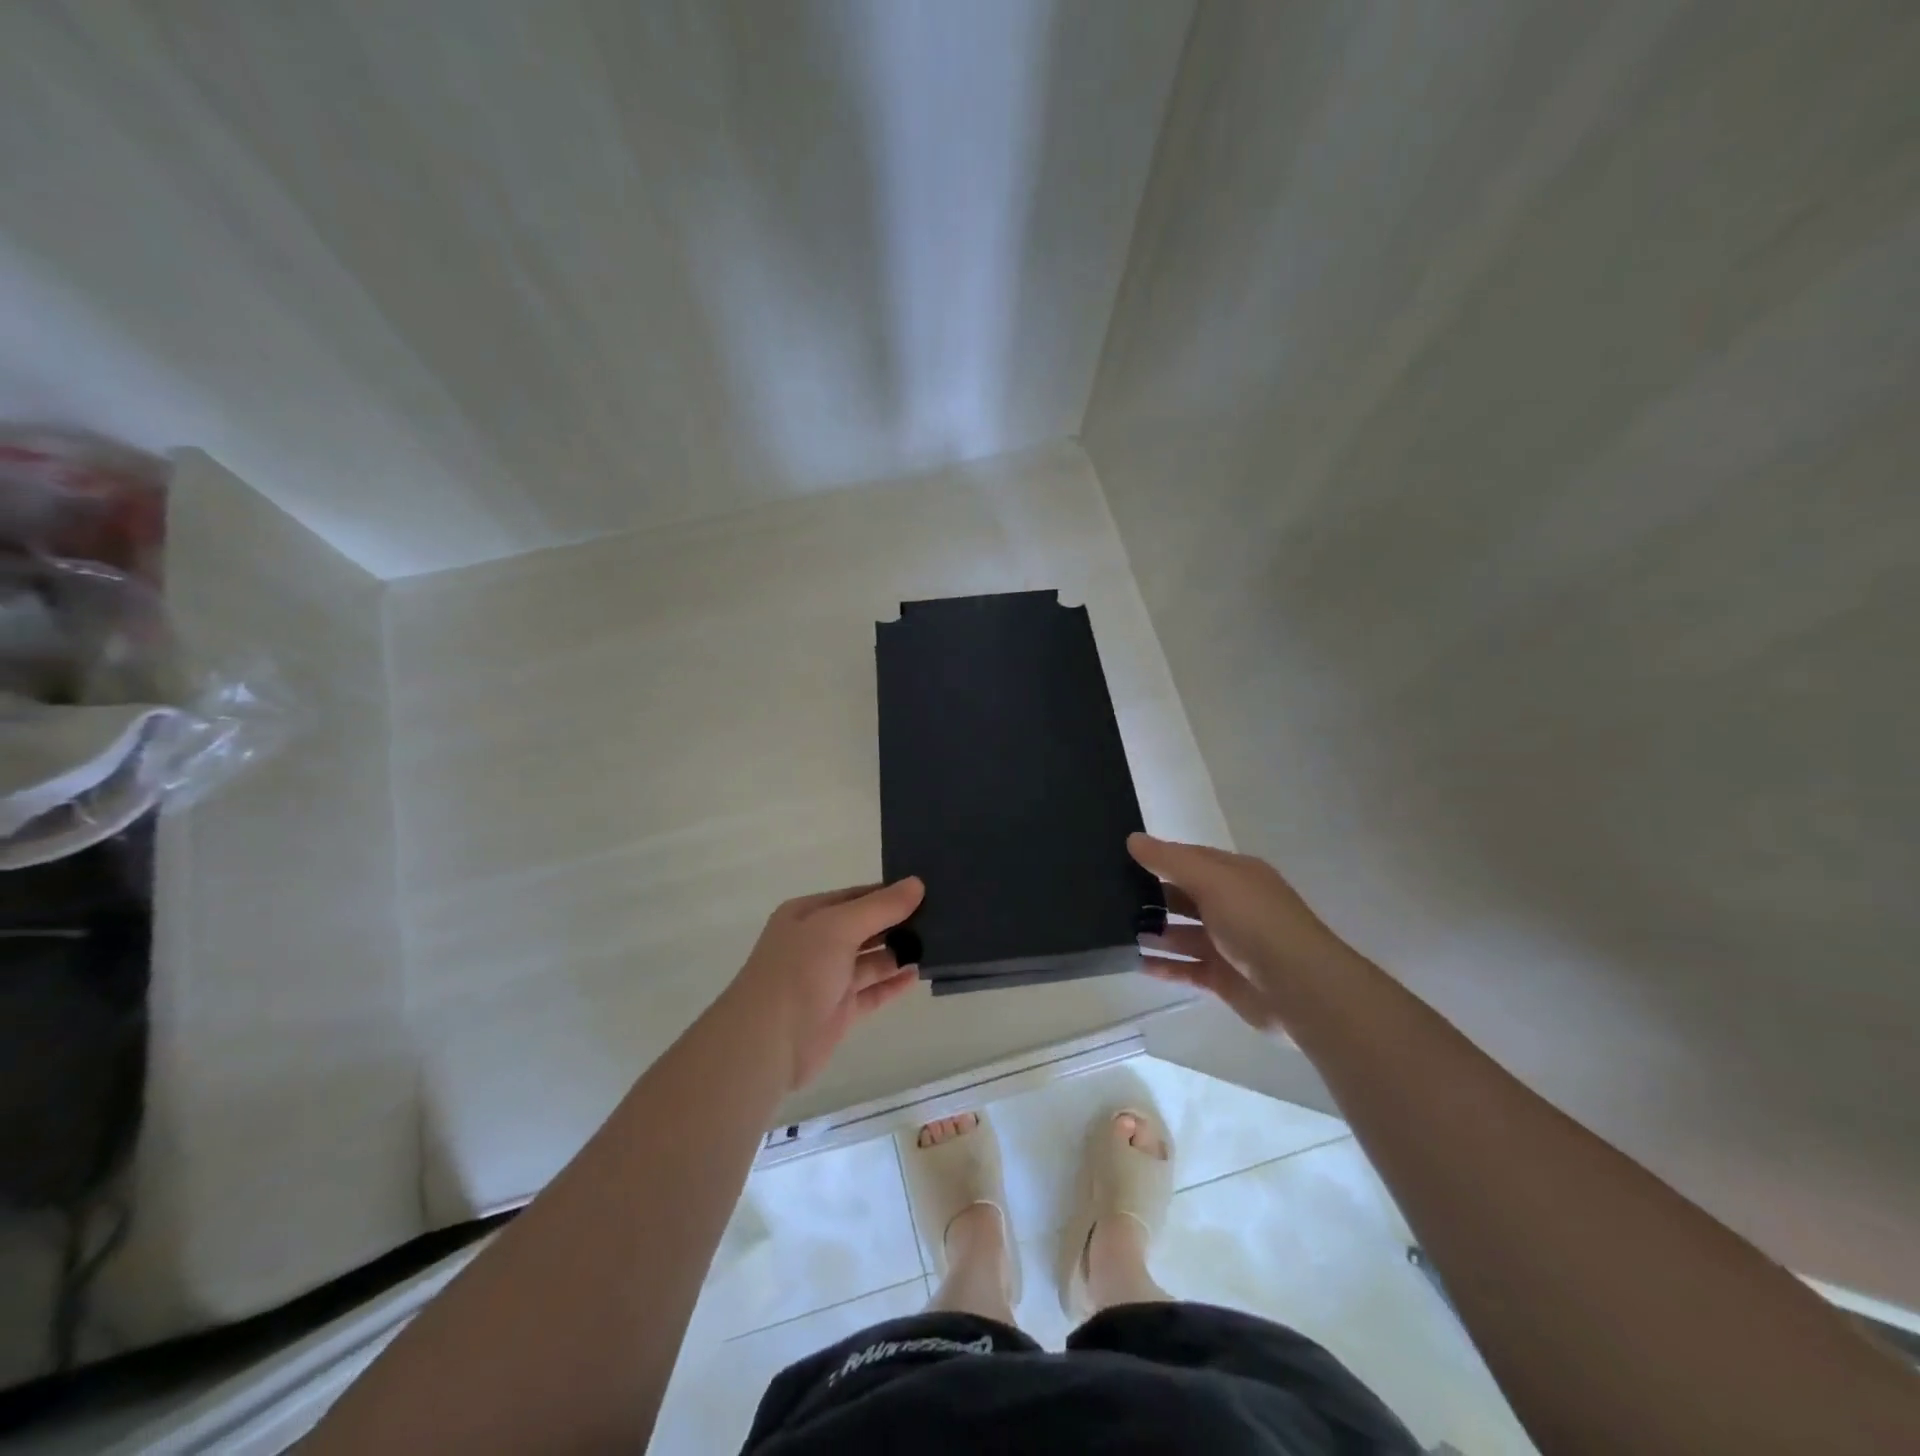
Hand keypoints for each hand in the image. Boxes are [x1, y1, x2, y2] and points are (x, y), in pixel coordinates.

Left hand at [727, 878, 924, 1090]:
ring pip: (870, 960)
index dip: (887, 893)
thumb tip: (917, 883)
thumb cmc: (799, 970)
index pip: (855, 896)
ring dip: (899, 952)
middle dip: (897, 922)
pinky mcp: (840, 1011)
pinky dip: (894, 983)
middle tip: (940, 916)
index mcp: (808, 915)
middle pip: (865, 927)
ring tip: (937, 943)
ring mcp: (828, 979)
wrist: (767, 1041)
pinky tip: (918, 974)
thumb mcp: (839, 926)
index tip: (925, 890)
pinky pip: (873, 992)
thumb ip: (880, 907)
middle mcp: (817, 944)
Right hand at [1128, 833, 1355, 1034]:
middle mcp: (1231, 906)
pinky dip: (1162, 966)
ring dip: (1152, 932)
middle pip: (1183, 897)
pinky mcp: (1222, 978)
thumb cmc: (1255, 922)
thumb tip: (1132, 839)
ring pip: (1181, 934)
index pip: (1190, 859)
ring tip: (1114, 931)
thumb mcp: (1212, 879)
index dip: (1158, 857)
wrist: (1300, 989)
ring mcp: (1227, 944)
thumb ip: (1170, 860)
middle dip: (1150, 897)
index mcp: (1235, 876)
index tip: (1120, 860)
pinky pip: (1184, 968)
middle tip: (1108, 898)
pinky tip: (1134, 962)